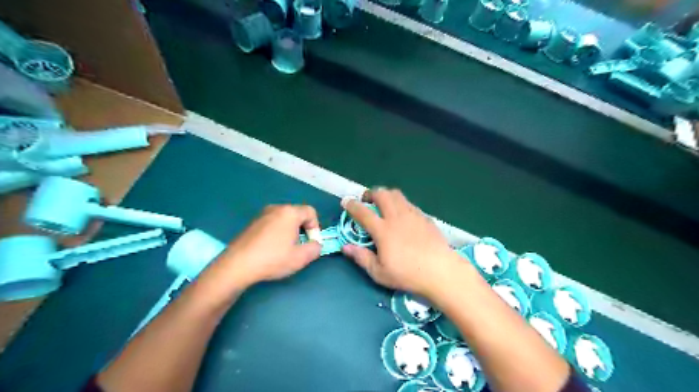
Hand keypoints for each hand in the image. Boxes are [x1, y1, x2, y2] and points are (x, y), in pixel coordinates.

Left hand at [214, 203, 321, 289]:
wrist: (237, 265)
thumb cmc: (273, 259)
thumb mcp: (301, 257)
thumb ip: (315, 248)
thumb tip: (315, 244)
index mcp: (289, 213)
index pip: (311, 212)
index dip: (316, 228)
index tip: (311, 243)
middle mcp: (276, 208)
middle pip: (297, 215)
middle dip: (302, 230)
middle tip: (299, 247)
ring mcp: (262, 215)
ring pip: (284, 220)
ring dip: (289, 232)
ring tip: (285, 250)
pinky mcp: (252, 224)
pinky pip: (272, 224)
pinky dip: (277, 233)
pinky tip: (271, 250)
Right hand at [342, 188, 465, 297]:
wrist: (441, 271)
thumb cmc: (407, 274)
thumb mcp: (379, 273)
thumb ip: (361, 257)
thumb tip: (345, 247)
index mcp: (383, 230)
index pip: (363, 212)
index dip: (352, 205)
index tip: (345, 201)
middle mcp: (396, 217)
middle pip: (382, 194)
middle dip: (371, 193)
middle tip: (367, 201)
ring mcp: (412, 215)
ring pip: (397, 195)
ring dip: (386, 195)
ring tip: (384, 205)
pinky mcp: (425, 217)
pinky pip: (409, 203)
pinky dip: (400, 204)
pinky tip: (402, 216)